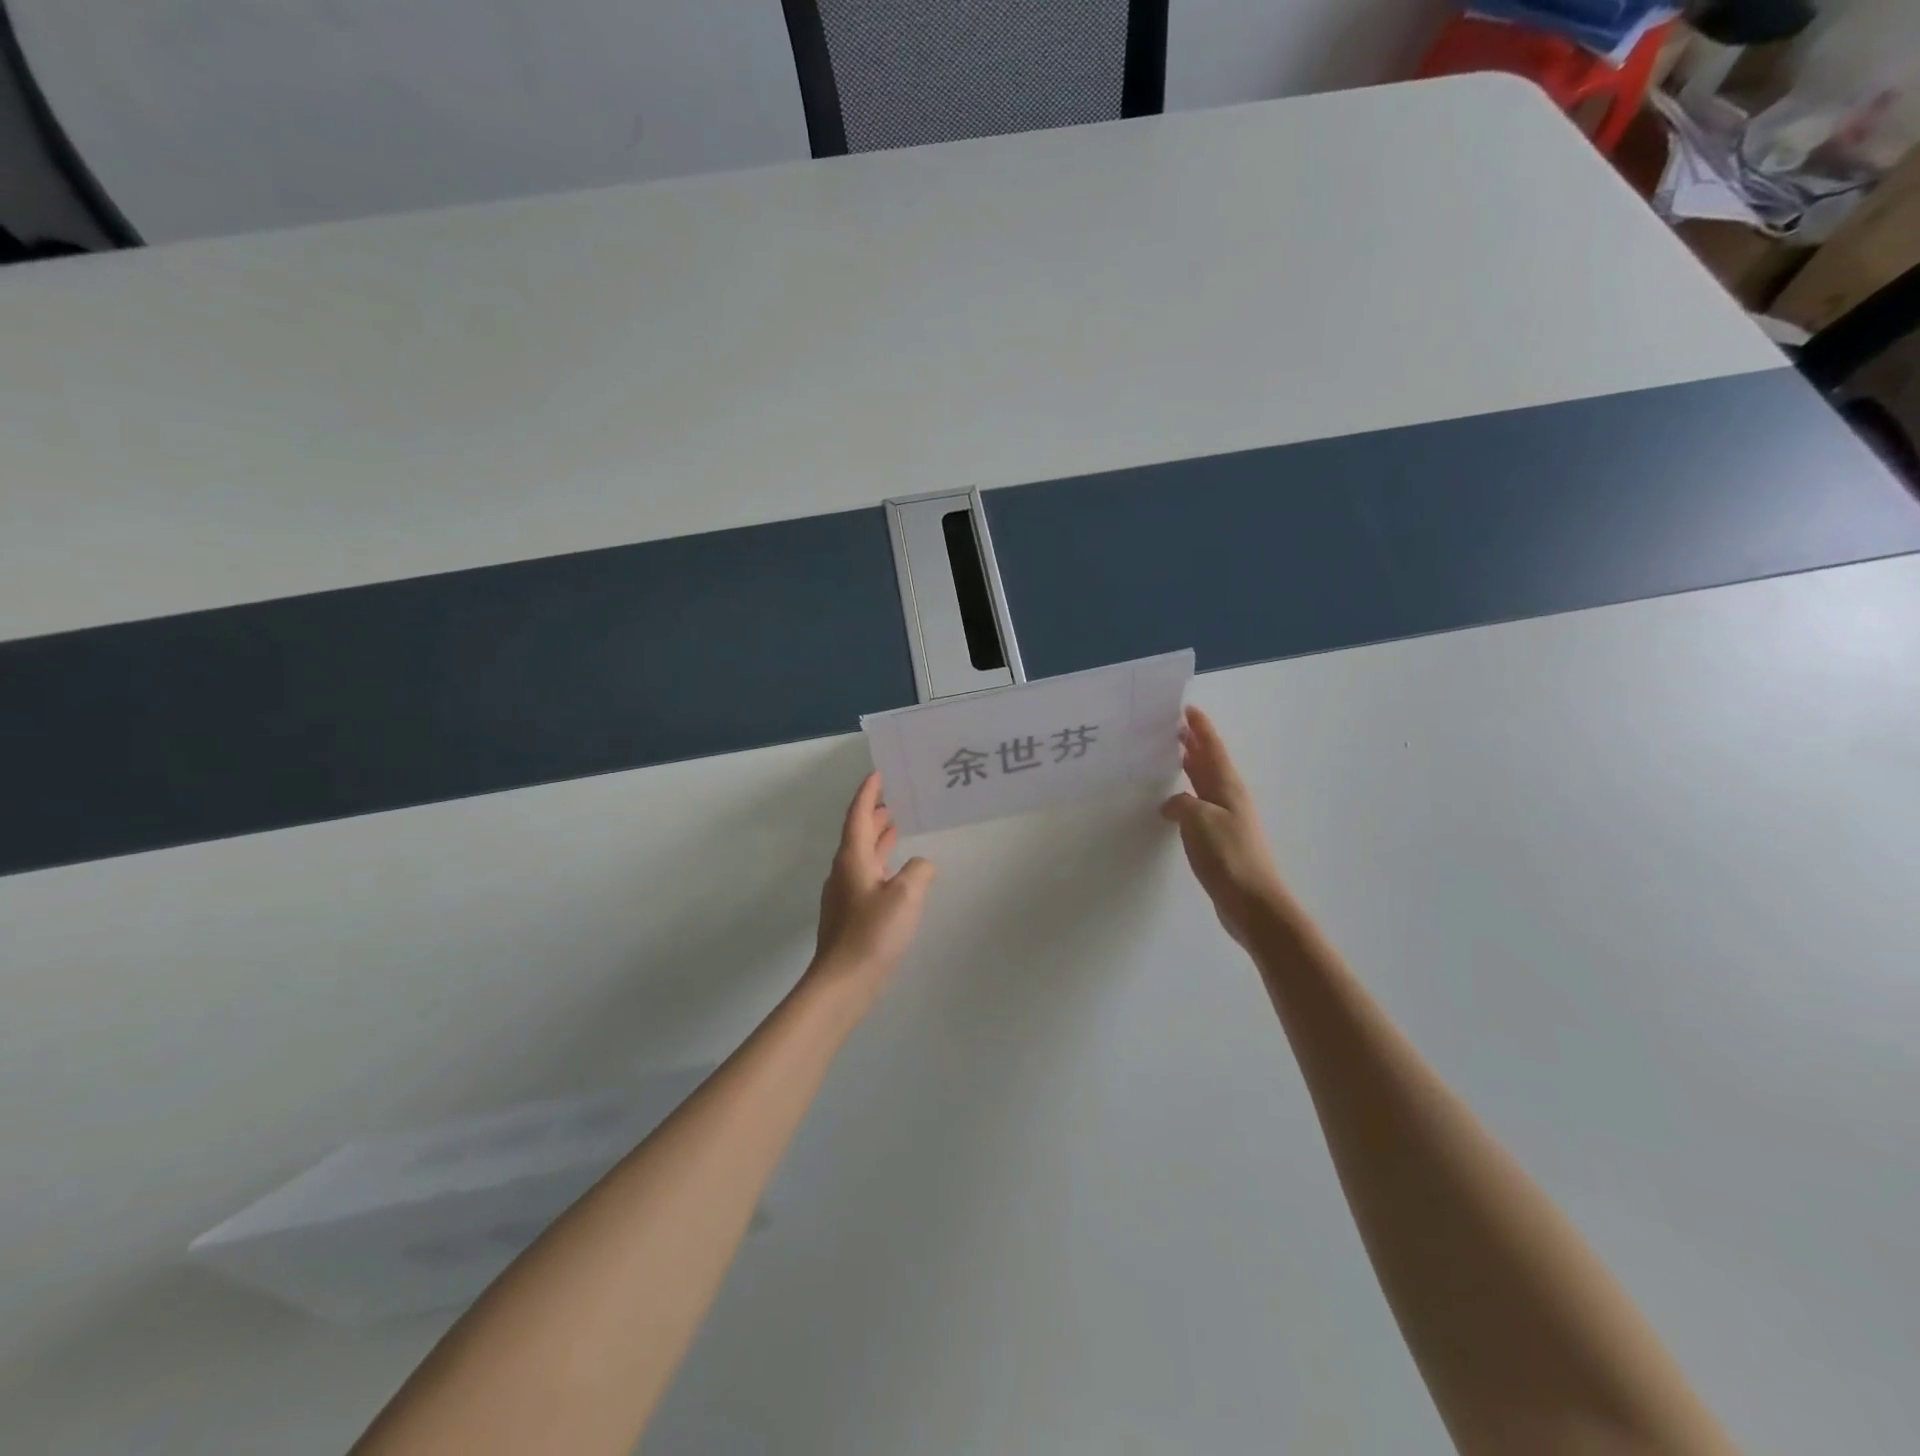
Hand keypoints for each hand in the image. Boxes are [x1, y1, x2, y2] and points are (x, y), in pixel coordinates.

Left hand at [808, 773, 935, 1011]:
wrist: (843, 983)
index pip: (859, 815)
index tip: (879, 774)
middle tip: (895, 798)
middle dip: (875, 814)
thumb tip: (921, 865)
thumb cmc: (872, 934)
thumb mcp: (906, 896)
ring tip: (898, 827)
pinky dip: (882, 863)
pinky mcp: (851, 914)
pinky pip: (867, 875)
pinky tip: (897, 873)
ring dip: (879, 838)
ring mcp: (845, 894)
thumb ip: (918, 871)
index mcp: (853, 859)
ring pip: (863, 855)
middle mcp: (845, 871)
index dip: (868, 793)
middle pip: (858, 833)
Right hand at [1162, 707, 1288, 946]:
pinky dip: (1186, 796)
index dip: (1201, 728)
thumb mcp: (1200, 821)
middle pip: (1209, 763)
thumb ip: (1182, 803)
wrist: (1254, 904)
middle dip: (1193, 744)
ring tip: (1169, 757)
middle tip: (1171, 728)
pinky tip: (1172, 804)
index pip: (1212, 749)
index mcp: (1228, 788)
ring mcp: (1226, 820)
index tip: (1186, 708)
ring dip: (1190, 769)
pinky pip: (1199, 807)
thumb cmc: (1229, 856)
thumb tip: (1172, 804)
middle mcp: (1229, 799)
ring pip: (1204, 784)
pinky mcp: (1220, 841)